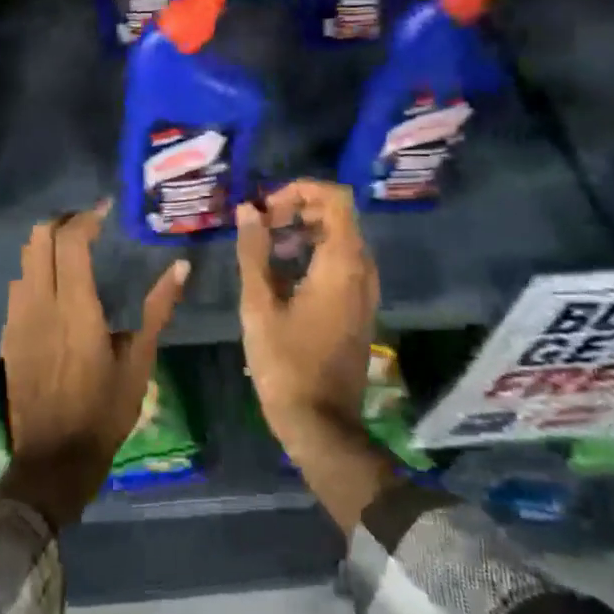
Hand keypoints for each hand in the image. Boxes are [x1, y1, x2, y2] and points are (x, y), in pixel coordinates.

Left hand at [0, 202, 188, 530]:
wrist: (54, 458)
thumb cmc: (104, 411)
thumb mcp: (139, 361)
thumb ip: (158, 309)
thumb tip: (181, 268)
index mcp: (75, 308)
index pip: (70, 242)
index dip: (87, 218)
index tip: (106, 211)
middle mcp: (40, 304)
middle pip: (38, 239)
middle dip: (62, 222)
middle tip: (90, 226)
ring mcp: (18, 318)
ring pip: (24, 260)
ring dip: (47, 245)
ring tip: (75, 251)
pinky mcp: (9, 334)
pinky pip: (18, 286)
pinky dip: (36, 271)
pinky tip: (57, 288)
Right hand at [235, 180, 395, 531]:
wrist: (320, 423)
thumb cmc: (284, 363)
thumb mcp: (258, 304)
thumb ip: (253, 251)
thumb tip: (248, 209)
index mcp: (342, 264)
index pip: (335, 199)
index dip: (299, 190)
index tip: (266, 208)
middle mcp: (362, 271)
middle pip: (338, 215)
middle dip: (298, 209)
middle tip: (261, 224)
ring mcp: (365, 291)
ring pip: (340, 239)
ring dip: (304, 231)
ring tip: (266, 246)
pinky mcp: (359, 308)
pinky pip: (342, 263)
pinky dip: (314, 253)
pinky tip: (282, 273)